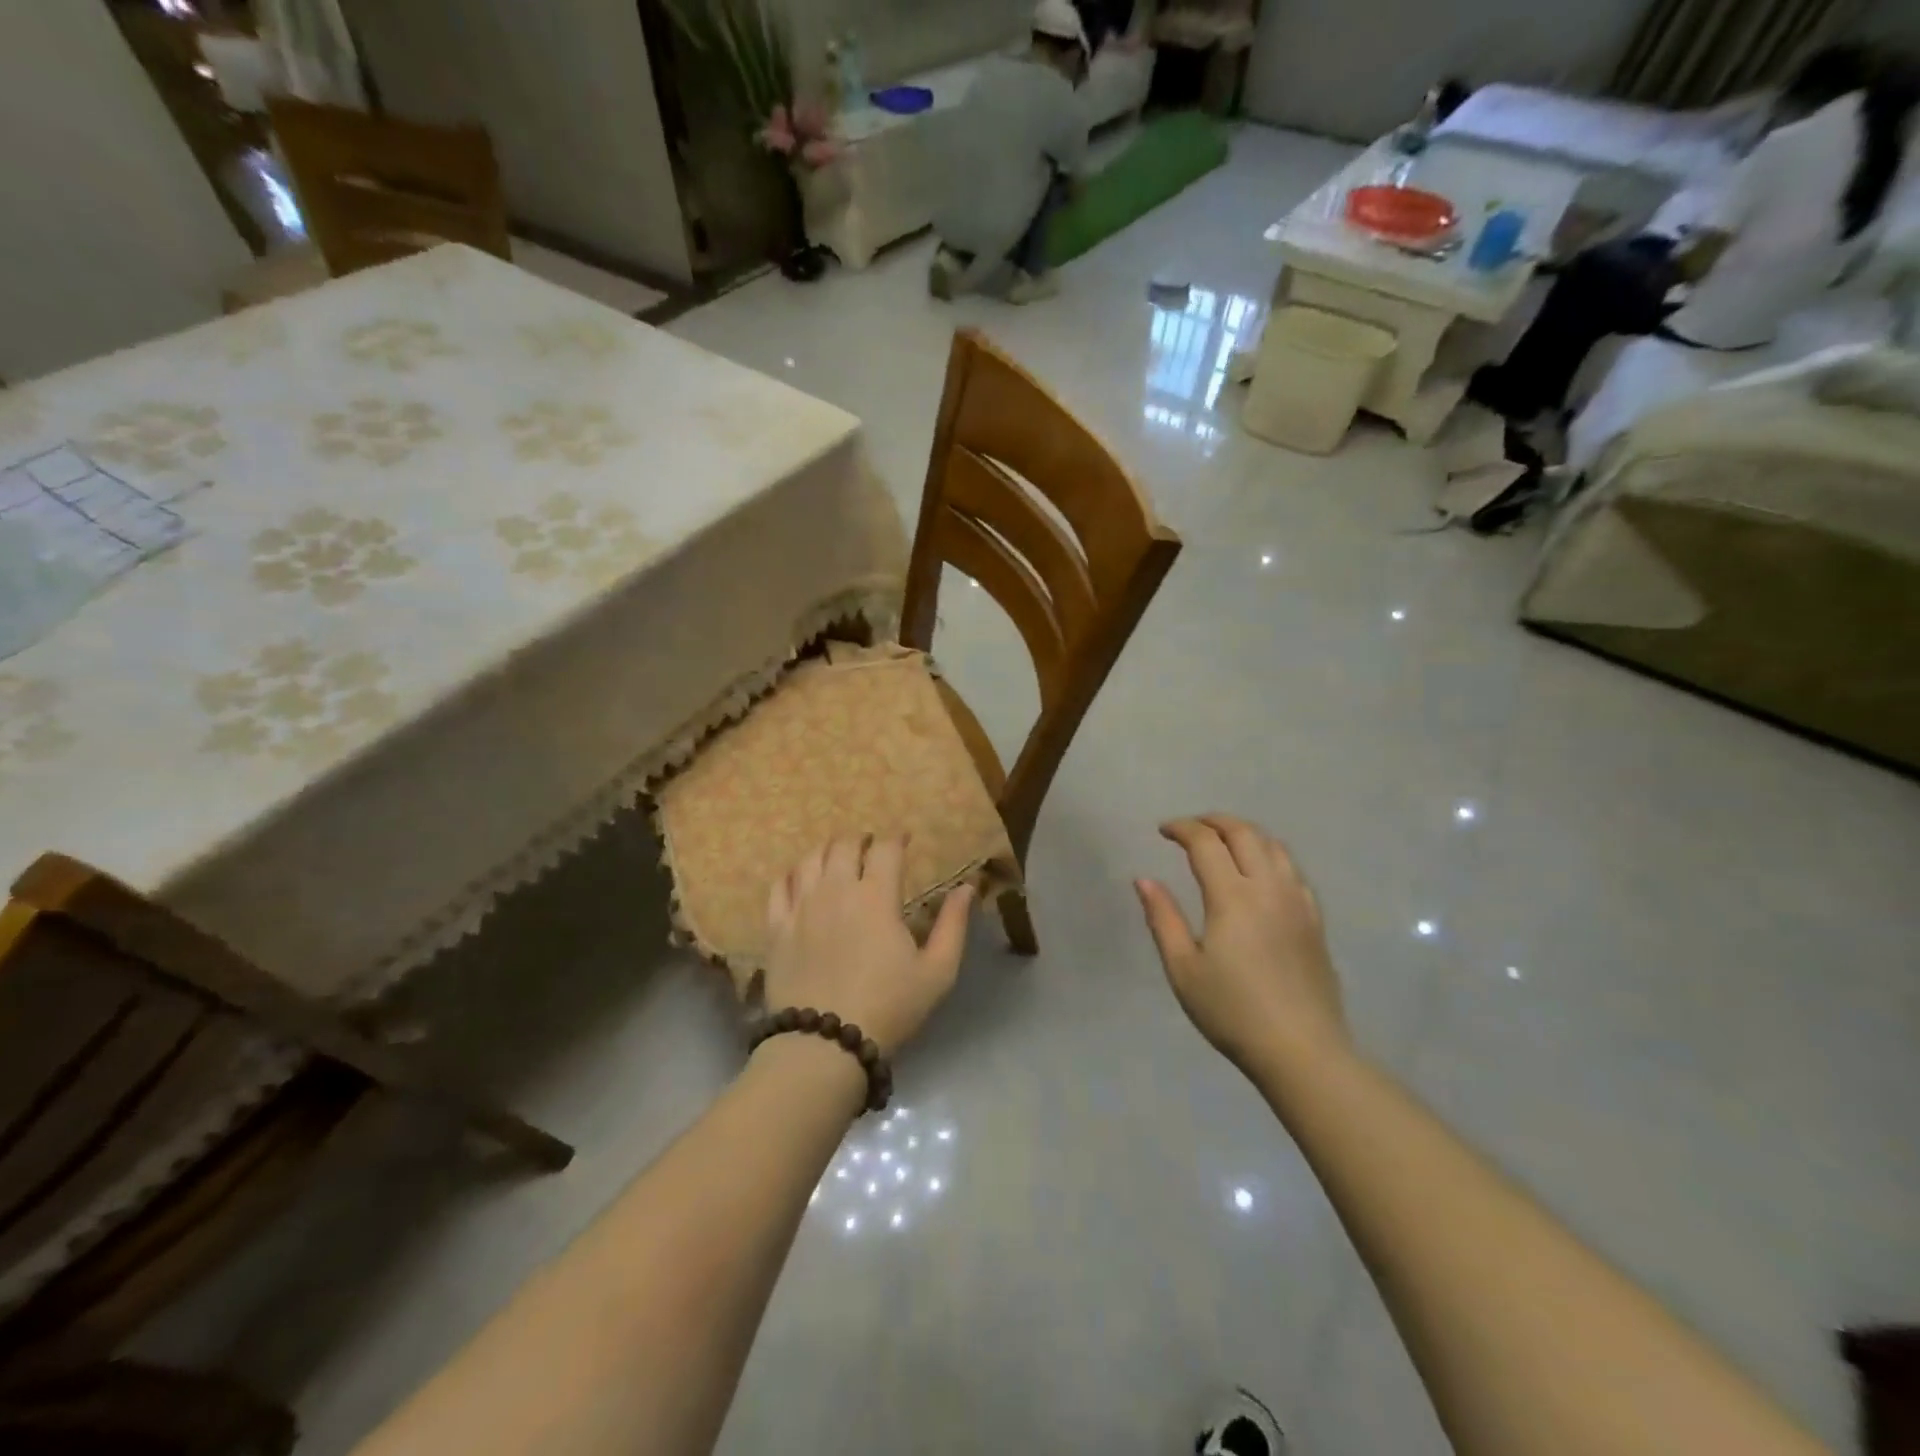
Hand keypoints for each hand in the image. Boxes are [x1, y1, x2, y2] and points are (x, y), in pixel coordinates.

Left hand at [763, 835, 973, 1057]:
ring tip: (837, 859)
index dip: (897, 838)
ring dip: (828, 851)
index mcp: (877, 896)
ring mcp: (801, 906)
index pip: (886, 848)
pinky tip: (800, 879)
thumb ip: (953, 925)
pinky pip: (779, 885)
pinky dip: (792, 874)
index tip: (904, 840)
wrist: (824, 1044)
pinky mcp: (776, 927)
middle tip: (871, 849)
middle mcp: (836, 890)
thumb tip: (967, 887)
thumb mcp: (937, 972)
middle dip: (861, 840)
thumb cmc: (889, 1007)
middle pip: (844, 844)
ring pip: (810, 858)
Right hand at [1136, 815, 1350, 1073]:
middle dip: (1213, 821)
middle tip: (1190, 828)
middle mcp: (1268, 888)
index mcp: (1232, 897)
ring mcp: (1297, 901)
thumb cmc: (1232, 1011)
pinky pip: (1292, 869)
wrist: (1302, 1050)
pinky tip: (1259, 871)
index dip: (1182, 829)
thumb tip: (1144, 880)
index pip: (1206, 843)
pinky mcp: (1314, 919)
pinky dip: (1269, 854)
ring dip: (1244, 832)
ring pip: (1273, 845)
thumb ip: (1162, 918)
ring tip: (1222, 841)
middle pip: (1244, 833)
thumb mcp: (1183, 969)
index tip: (1162, 831)